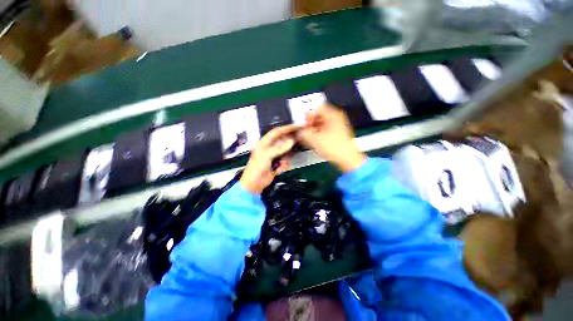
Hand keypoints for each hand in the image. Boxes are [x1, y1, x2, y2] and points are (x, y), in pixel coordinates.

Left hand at [241, 125, 298, 193]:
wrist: (255, 184)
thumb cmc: (257, 167)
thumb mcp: (267, 156)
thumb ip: (279, 148)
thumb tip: (292, 140)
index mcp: (265, 142)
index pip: (277, 132)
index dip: (287, 128)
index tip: (297, 126)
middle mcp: (270, 147)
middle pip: (283, 142)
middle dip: (288, 147)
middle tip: (294, 150)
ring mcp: (275, 155)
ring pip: (286, 153)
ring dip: (284, 160)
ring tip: (279, 166)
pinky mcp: (278, 162)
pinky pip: (285, 161)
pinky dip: (283, 165)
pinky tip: (277, 170)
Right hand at [298, 104, 365, 172]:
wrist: (347, 159)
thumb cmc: (333, 147)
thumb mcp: (314, 139)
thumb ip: (303, 133)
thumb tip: (299, 131)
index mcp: (333, 115)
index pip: (317, 108)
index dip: (308, 116)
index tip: (304, 125)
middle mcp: (337, 118)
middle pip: (319, 116)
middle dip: (310, 124)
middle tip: (305, 132)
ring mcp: (338, 126)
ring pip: (321, 124)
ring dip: (313, 130)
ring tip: (308, 138)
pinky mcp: (338, 134)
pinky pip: (325, 130)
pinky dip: (318, 134)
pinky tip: (315, 142)